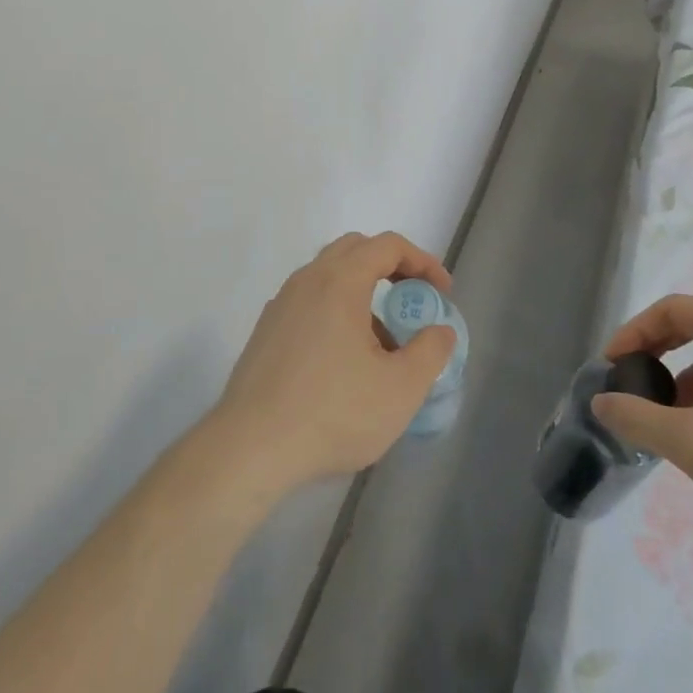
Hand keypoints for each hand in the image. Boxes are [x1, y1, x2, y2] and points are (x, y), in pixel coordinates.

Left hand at [206, 232, 457, 495]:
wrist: (251, 447)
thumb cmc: (332, 413)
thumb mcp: (400, 389)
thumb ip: (431, 352)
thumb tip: (439, 330)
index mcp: (339, 281)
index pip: (387, 246)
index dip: (422, 262)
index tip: (442, 292)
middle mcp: (307, 280)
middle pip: (355, 250)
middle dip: (391, 267)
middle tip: (412, 302)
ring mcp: (281, 303)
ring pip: (329, 277)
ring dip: (362, 293)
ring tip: (382, 344)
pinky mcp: (266, 330)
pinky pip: (309, 302)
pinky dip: (336, 311)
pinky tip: (343, 360)